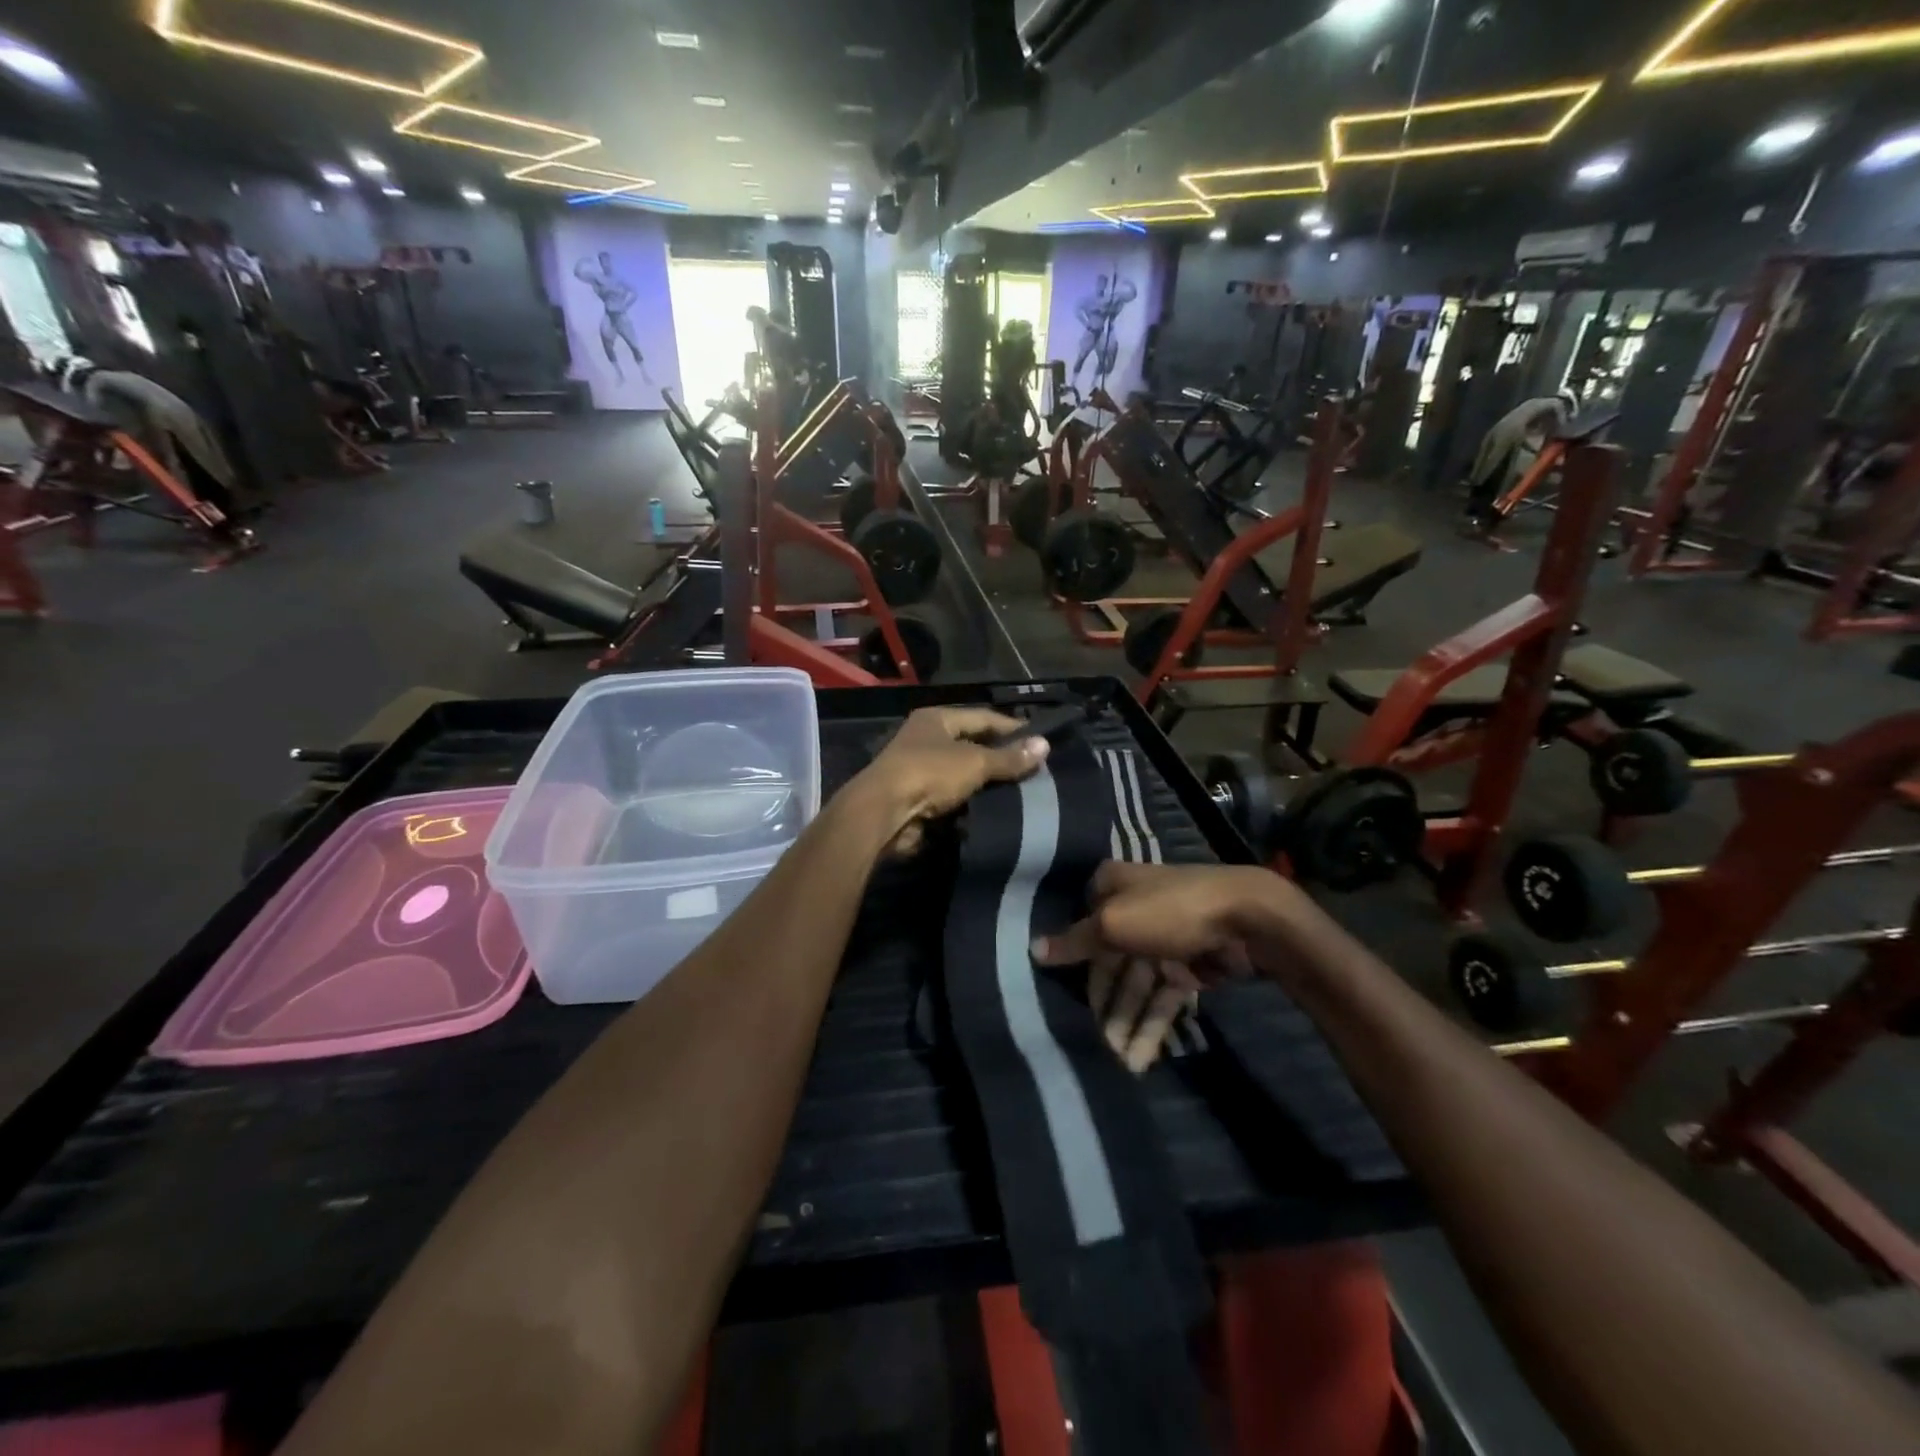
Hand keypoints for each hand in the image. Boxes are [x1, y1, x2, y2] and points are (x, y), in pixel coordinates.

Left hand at [857, 707, 1048, 855]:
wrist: (884, 814)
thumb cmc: (929, 774)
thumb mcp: (975, 762)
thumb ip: (1009, 757)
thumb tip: (1045, 746)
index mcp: (937, 719)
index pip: (983, 717)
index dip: (1012, 728)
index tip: (1041, 743)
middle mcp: (927, 739)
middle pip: (973, 745)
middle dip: (1002, 758)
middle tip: (1036, 770)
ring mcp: (921, 770)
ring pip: (965, 774)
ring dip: (988, 783)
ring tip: (1025, 792)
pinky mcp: (919, 799)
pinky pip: (955, 797)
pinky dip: (973, 803)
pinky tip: (998, 810)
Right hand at [1031, 862, 1300, 1072]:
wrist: (1248, 917)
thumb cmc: (1169, 911)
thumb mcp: (1113, 923)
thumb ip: (1075, 941)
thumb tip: (1033, 949)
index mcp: (1112, 887)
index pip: (1082, 926)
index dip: (1073, 961)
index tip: (1060, 995)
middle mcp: (1134, 909)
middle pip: (1109, 960)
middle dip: (1104, 1002)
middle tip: (1097, 1043)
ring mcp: (1164, 938)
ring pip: (1137, 983)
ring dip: (1128, 1020)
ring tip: (1121, 1061)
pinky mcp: (1190, 964)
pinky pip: (1164, 996)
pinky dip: (1153, 1023)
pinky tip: (1142, 1057)